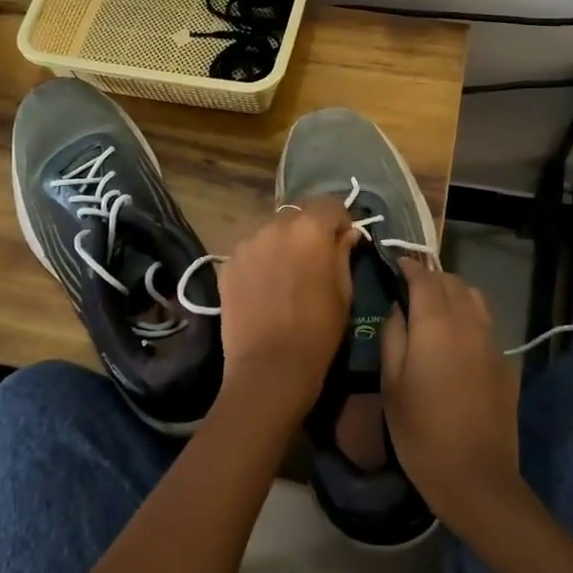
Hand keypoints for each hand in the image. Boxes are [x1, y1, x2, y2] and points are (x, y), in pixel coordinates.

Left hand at [215, 198, 357, 433]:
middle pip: (298, 212)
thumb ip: (343, 253)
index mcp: (310, 228)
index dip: (341, 221)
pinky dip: (262, 259)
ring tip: (287, 275)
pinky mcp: (228, 262)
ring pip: (272, 230)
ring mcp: (247, 242)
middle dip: (310, 229)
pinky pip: (252, 250)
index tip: (343, 243)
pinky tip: (266, 287)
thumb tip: (345, 234)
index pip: (330, 204)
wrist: (269, 367)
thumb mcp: (344, 291)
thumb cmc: (318, 331)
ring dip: (284, 243)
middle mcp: (275, 225)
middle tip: (316, 258)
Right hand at [381, 260, 524, 534]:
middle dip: (429, 276)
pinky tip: (455, 337)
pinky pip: (486, 322)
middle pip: (451, 281)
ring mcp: (492, 342)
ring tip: (433, 307)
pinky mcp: (505, 362)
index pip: (423, 277)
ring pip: (473, 297)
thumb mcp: (391, 384)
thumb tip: (398, 307)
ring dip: (452, 292)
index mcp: (435, 325)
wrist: (476, 477)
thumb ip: (393, 335)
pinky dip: (468, 315)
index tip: (394, 263)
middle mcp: (468, 323)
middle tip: (408, 287)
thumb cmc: (421, 432)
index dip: (408, 265)